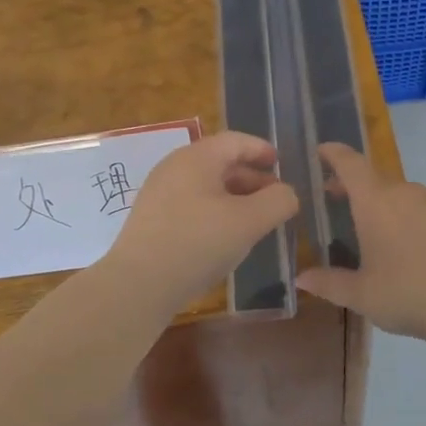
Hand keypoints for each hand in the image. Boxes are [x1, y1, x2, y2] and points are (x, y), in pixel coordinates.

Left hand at [102, 132, 298, 314]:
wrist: (139, 283)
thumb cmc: (198, 244)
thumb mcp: (249, 222)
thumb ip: (277, 201)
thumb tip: (286, 193)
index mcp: (196, 158)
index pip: (235, 141)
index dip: (261, 150)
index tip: (281, 164)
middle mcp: (173, 168)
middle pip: (219, 162)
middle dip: (251, 177)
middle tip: (274, 198)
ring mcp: (158, 194)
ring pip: (205, 186)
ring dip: (234, 197)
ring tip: (254, 219)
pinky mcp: (151, 220)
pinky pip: (190, 204)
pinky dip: (214, 211)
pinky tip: (224, 236)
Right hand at [296, 143, 425, 340]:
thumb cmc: (407, 294)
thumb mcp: (361, 295)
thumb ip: (329, 283)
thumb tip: (301, 278)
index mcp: (375, 202)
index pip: (349, 163)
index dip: (334, 154)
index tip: (322, 151)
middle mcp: (408, 192)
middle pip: (378, 182)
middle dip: (359, 191)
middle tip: (345, 206)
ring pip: (410, 199)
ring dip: (395, 211)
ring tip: (389, 240)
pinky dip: (425, 225)